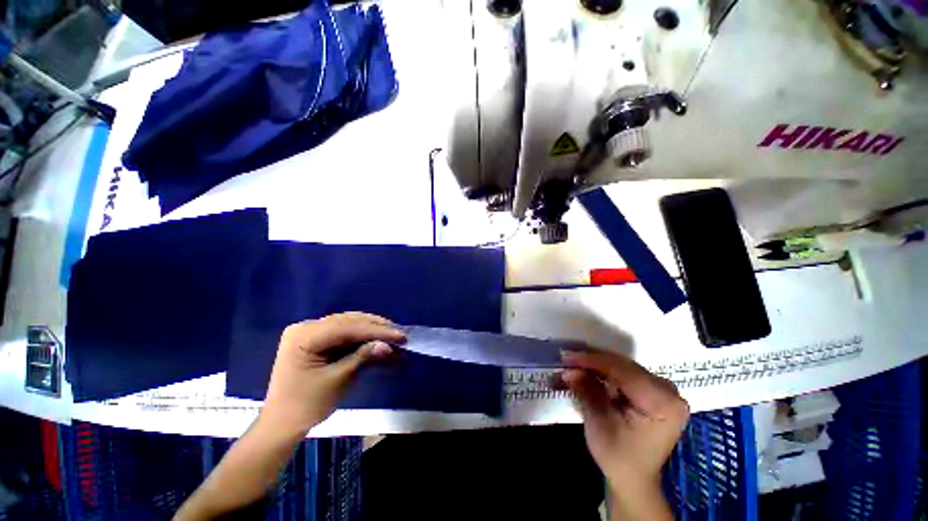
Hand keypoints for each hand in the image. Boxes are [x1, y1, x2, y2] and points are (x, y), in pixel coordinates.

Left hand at [261, 313, 405, 435]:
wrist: (282, 426)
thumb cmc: (305, 406)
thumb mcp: (337, 380)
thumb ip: (362, 357)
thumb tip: (388, 345)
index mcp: (305, 335)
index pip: (348, 328)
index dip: (377, 331)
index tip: (401, 335)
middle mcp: (307, 327)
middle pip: (349, 322)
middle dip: (377, 328)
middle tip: (400, 334)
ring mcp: (312, 332)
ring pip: (350, 325)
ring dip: (372, 331)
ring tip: (394, 336)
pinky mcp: (318, 340)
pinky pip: (345, 334)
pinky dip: (363, 339)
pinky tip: (379, 341)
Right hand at [558, 350, 688, 519]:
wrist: (634, 478)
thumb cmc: (619, 456)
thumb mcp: (600, 424)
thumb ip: (587, 391)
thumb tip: (568, 369)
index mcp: (663, 403)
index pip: (623, 371)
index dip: (592, 361)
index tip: (566, 357)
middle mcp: (668, 390)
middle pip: (623, 366)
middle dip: (591, 361)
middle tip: (565, 359)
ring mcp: (661, 388)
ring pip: (621, 365)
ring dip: (594, 364)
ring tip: (571, 363)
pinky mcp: (652, 389)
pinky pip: (623, 372)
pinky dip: (602, 371)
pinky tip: (585, 369)